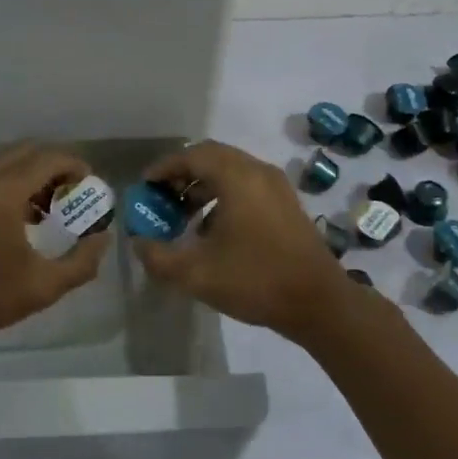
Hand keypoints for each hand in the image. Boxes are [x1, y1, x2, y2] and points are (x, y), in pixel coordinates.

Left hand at [0, 142, 109, 353]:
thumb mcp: (41, 288)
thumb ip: (81, 262)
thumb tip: (102, 238)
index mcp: (3, 190)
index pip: (49, 158)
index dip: (75, 166)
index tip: (90, 185)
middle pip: (27, 152)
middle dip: (54, 167)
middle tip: (71, 195)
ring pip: (3, 161)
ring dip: (29, 175)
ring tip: (44, 210)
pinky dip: (6, 183)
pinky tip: (12, 219)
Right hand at [131, 140, 356, 342]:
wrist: (319, 303)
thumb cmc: (255, 280)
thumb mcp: (196, 274)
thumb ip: (159, 257)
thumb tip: (139, 243)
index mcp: (237, 177)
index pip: (192, 155)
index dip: (164, 168)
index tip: (145, 186)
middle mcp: (258, 171)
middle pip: (212, 158)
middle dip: (183, 174)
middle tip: (161, 198)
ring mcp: (276, 186)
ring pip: (231, 172)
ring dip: (203, 186)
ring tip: (182, 216)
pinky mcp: (286, 203)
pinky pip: (247, 185)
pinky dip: (223, 196)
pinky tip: (212, 230)